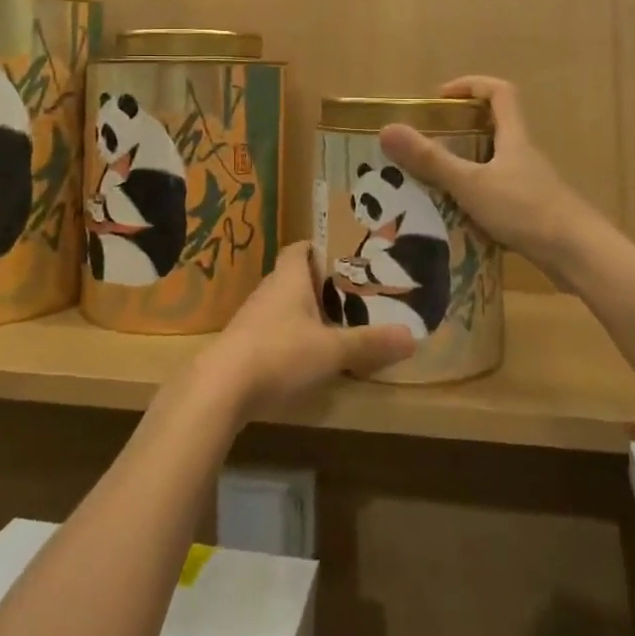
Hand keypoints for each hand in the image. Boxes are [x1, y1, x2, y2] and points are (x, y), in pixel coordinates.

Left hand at [199, 242, 414, 417]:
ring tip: (336, 324)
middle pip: (295, 276)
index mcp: (289, 277)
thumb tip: (412, 336)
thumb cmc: (279, 353)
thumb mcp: (332, 350)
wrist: (221, 387)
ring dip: (306, 311)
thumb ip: (369, 343)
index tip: (345, 256)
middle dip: (321, 284)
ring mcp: (253, 317)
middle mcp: (269, 289)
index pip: (301, 248)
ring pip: (284, 304)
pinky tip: (308, 355)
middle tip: (353, 293)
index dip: (320, 248)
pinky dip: (292, 335)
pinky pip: (274, 329)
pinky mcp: (244, 343)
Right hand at [378, 76, 593, 277]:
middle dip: (462, 130)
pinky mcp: (534, 213)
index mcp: (514, 138)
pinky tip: (458, 219)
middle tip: (429, 144)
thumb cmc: (526, 210)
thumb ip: (430, 160)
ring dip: (467, 167)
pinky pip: (499, 195)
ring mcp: (532, 185)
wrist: (578, 256)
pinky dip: (477, 198)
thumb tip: (387, 129)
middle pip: (497, 127)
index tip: (440, 98)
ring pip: (496, 164)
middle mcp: (524, 155)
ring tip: (433, 183)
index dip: (471, 85)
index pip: (499, 92)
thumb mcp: (471, 184)